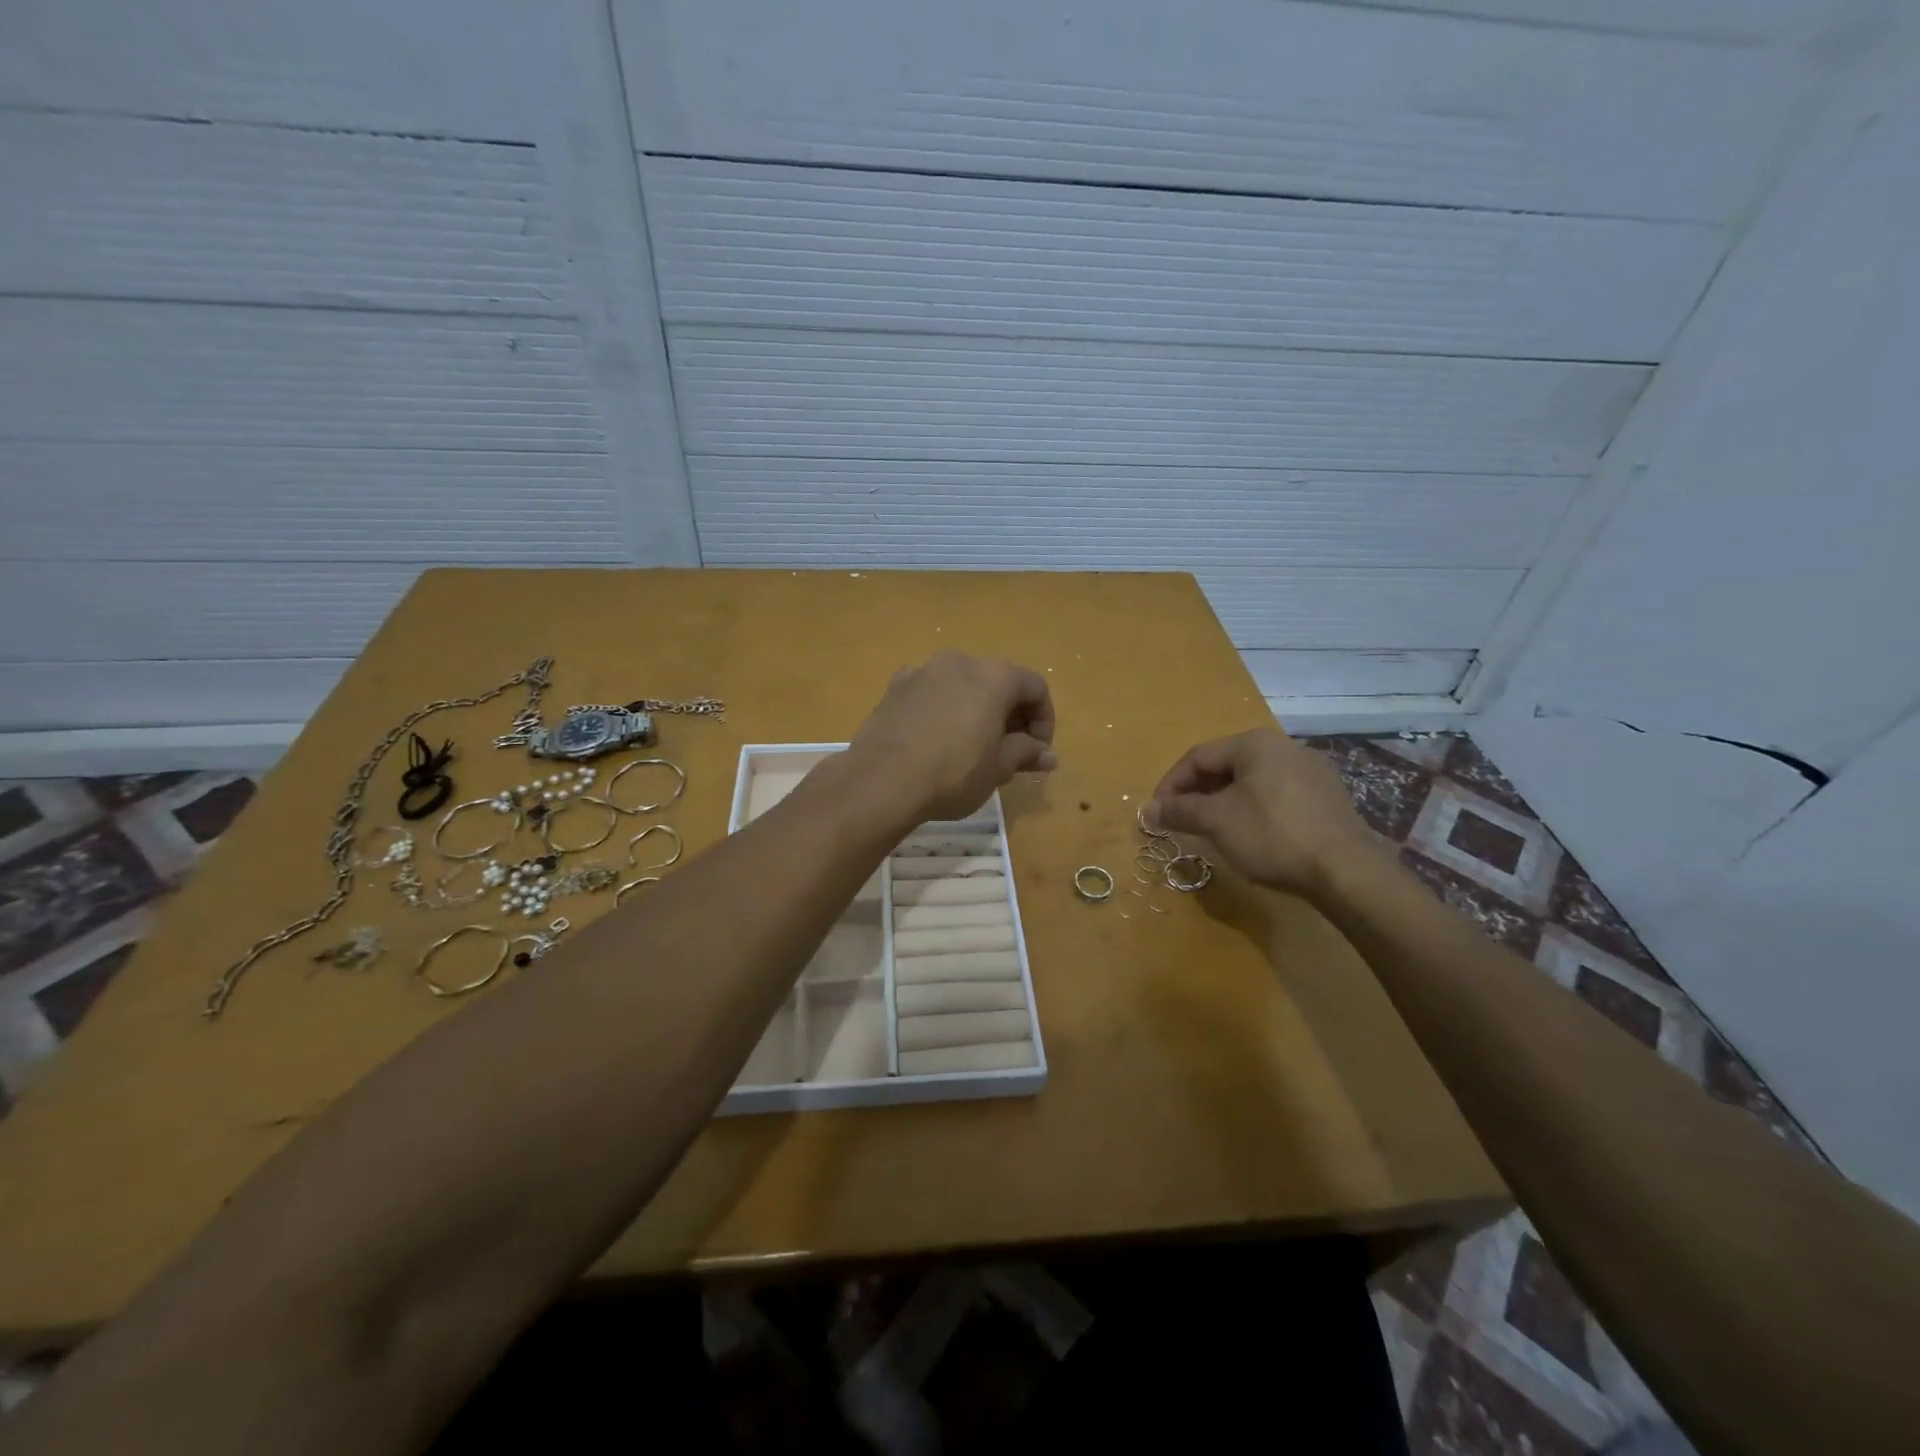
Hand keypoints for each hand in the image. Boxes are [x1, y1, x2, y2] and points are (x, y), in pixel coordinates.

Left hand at [847, 651, 1056, 823]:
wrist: (880, 781)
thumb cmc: (952, 773)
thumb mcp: (998, 768)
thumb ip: (1026, 753)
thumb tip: (1048, 756)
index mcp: (994, 676)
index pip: (1035, 688)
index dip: (1044, 720)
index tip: (1038, 752)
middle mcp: (960, 662)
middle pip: (998, 682)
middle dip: (1011, 715)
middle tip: (1010, 752)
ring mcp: (923, 671)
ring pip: (963, 685)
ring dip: (976, 711)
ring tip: (973, 747)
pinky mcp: (895, 687)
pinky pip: (932, 693)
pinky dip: (944, 709)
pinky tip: (937, 740)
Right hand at [1150, 728, 1381, 897]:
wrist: (1347, 871)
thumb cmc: (1272, 835)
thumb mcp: (1216, 822)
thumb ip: (1179, 810)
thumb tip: (1148, 809)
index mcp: (1255, 743)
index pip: (1197, 757)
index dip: (1170, 784)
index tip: (1157, 813)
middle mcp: (1284, 747)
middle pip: (1225, 767)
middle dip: (1197, 794)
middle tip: (1181, 822)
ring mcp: (1311, 772)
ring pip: (1251, 782)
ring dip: (1223, 803)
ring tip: (1211, 831)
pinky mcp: (1327, 798)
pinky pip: (1276, 796)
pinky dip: (1253, 810)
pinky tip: (1251, 836)